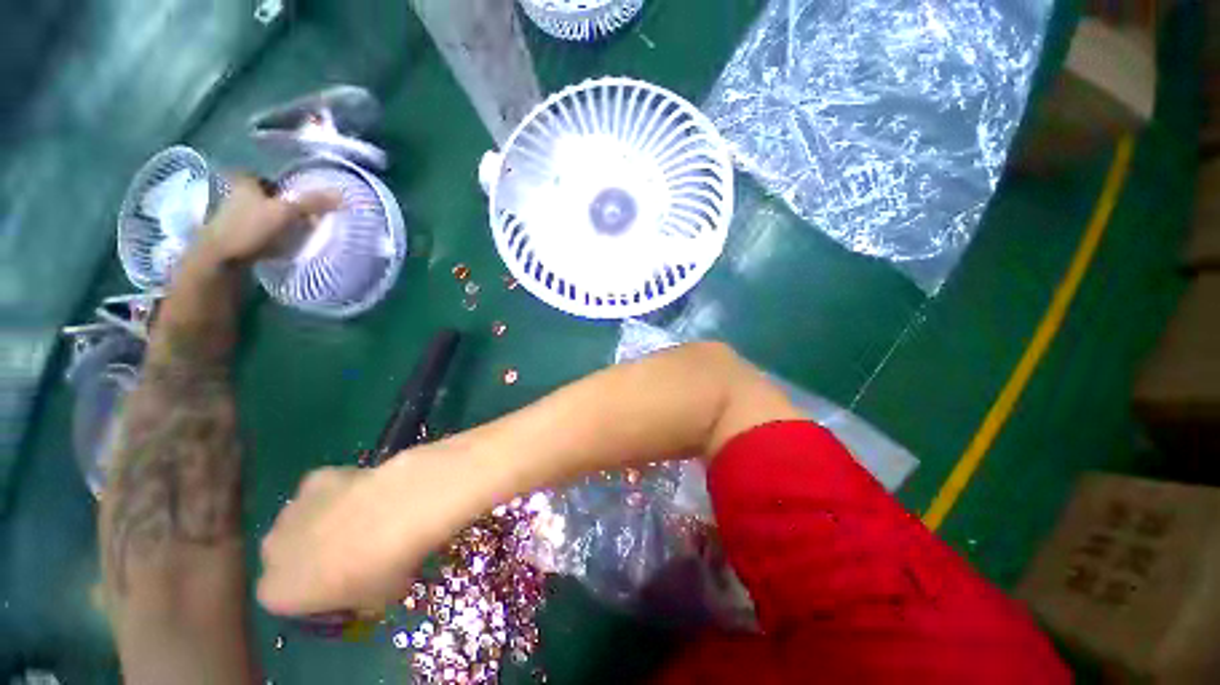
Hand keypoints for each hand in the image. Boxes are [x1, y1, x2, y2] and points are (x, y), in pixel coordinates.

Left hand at [198, 176, 339, 265]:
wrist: (220, 259)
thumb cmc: (252, 228)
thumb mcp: (287, 212)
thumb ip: (313, 202)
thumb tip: (342, 194)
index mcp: (243, 182)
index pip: (262, 177)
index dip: (278, 185)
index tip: (293, 196)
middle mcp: (233, 194)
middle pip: (260, 196)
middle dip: (276, 204)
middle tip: (297, 215)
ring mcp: (230, 216)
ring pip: (257, 214)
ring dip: (272, 221)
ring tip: (291, 232)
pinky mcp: (231, 236)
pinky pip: (254, 231)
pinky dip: (266, 236)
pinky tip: (278, 245)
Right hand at [257, 443, 493, 616]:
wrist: (400, 509)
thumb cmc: (388, 566)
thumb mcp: (378, 598)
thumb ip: (365, 597)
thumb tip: (377, 584)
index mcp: (277, 591)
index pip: (284, 598)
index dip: (319, 593)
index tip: (347, 586)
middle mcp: (273, 549)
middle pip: (289, 556)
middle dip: (317, 557)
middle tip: (357, 551)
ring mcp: (292, 509)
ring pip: (304, 521)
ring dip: (327, 523)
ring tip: (369, 518)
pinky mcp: (317, 478)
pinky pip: (324, 492)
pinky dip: (341, 494)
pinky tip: (372, 493)